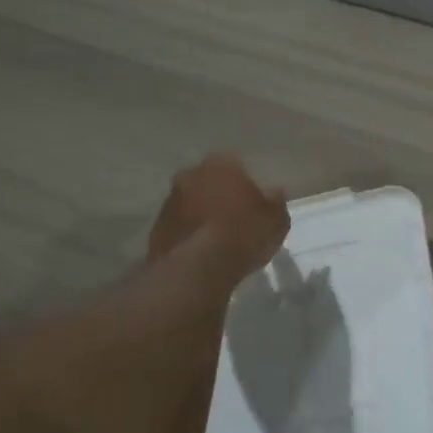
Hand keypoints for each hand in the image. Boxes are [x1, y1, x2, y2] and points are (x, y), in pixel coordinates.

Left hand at [147, 155, 289, 279]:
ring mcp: (169, 201)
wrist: (196, 268)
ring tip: (217, 241)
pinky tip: (200, 253)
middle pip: (210, 182)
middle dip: (220, 196)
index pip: (237, 166)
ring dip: (201, 215)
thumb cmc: (243, 235)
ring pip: (191, 203)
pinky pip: (178, 227)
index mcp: (221, 164)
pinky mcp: (155, 228)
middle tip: (235, 220)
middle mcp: (190, 175)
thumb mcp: (277, 220)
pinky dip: (188, 235)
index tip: (255, 204)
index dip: (246, 185)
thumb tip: (273, 193)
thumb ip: (275, 202)